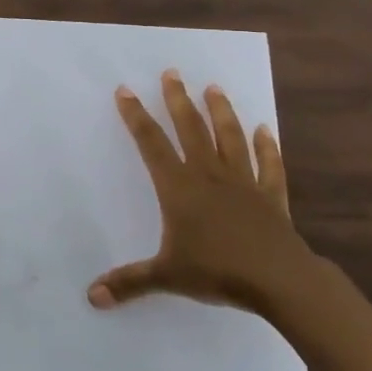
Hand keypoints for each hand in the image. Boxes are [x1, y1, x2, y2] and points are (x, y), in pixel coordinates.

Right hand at [88, 71, 313, 314]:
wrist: (280, 281)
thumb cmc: (218, 272)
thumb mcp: (167, 276)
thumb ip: (130, 282)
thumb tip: (91, 297)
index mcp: (179, 188)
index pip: (151, 144)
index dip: (136, 117)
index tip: (126, 91)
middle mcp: (209, 175)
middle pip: (191, 129)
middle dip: (178, 100)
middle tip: (172, 73)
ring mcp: (243, 182)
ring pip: (230, 138)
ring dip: (221, 112)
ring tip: (214, 88)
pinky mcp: (271, 197)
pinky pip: (269, 166)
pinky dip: (268, 147)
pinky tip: (266, 130)